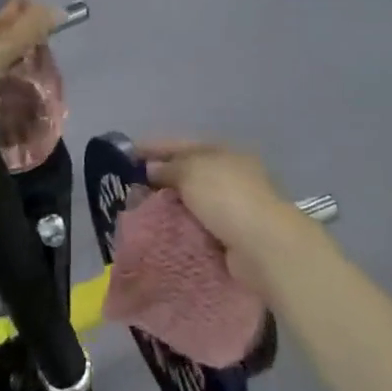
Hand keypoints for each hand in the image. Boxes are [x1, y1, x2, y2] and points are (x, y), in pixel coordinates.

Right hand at [141, 140, 315, 292]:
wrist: (265, 247)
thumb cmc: (227, 197)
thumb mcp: (192, 170)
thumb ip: (169, 167)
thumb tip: (152, 169)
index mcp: (222, 151)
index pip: (181, 144)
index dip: (153, 146)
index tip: (126, 154)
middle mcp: (229, 175)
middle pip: (186, 171)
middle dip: (158, 177)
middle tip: (128, 186)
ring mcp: (232, 206)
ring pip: (191, 200)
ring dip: (167, 204)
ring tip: (138, 211)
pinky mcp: (231, 235)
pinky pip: (197, 225)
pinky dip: (179, 226)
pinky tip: (159, 231)